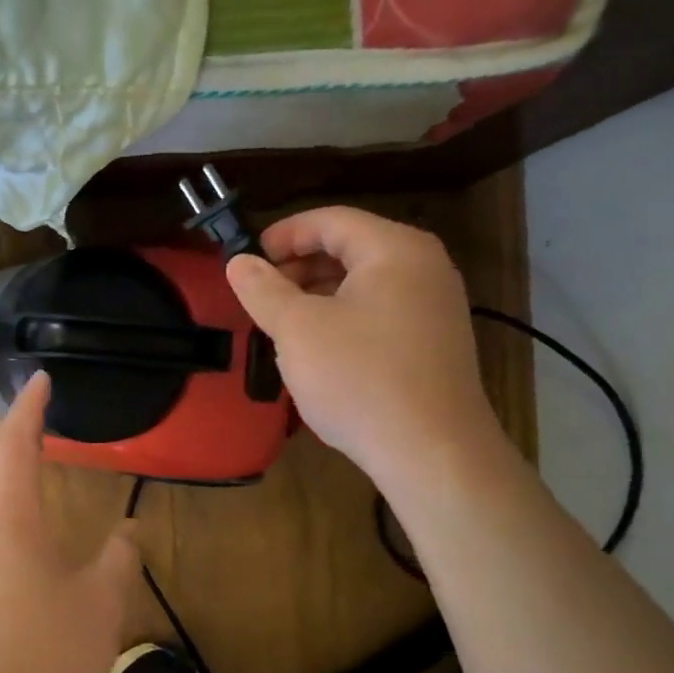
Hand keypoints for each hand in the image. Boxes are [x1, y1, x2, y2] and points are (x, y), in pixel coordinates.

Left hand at [0, 372, 140, 672]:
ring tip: (27, 453)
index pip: (15, 443)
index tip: (41, 379)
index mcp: (10, 517)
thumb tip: (128, 531)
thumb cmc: (44, 652)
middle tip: (35, 411)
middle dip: (8, 427)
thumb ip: (119, 558)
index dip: (29, 407)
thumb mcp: (101, 602)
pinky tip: (15, 515)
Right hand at [226, 207, 507, 494]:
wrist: (432, 452)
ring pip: (364, 282)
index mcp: (394, 249)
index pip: (331, 220)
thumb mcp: (297, 330)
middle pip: (350, 247)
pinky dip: (343, 316)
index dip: (283, 234)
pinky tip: (319, 349)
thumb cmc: (359, 378)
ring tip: (282, 322)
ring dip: (318, 294)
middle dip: (299, 266)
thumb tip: (238, 262)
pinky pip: (380, 311)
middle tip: (260, 294)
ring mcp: (435, 306)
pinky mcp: (434, 342)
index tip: (247, 259)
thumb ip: (263, 290)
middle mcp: (423, 267)